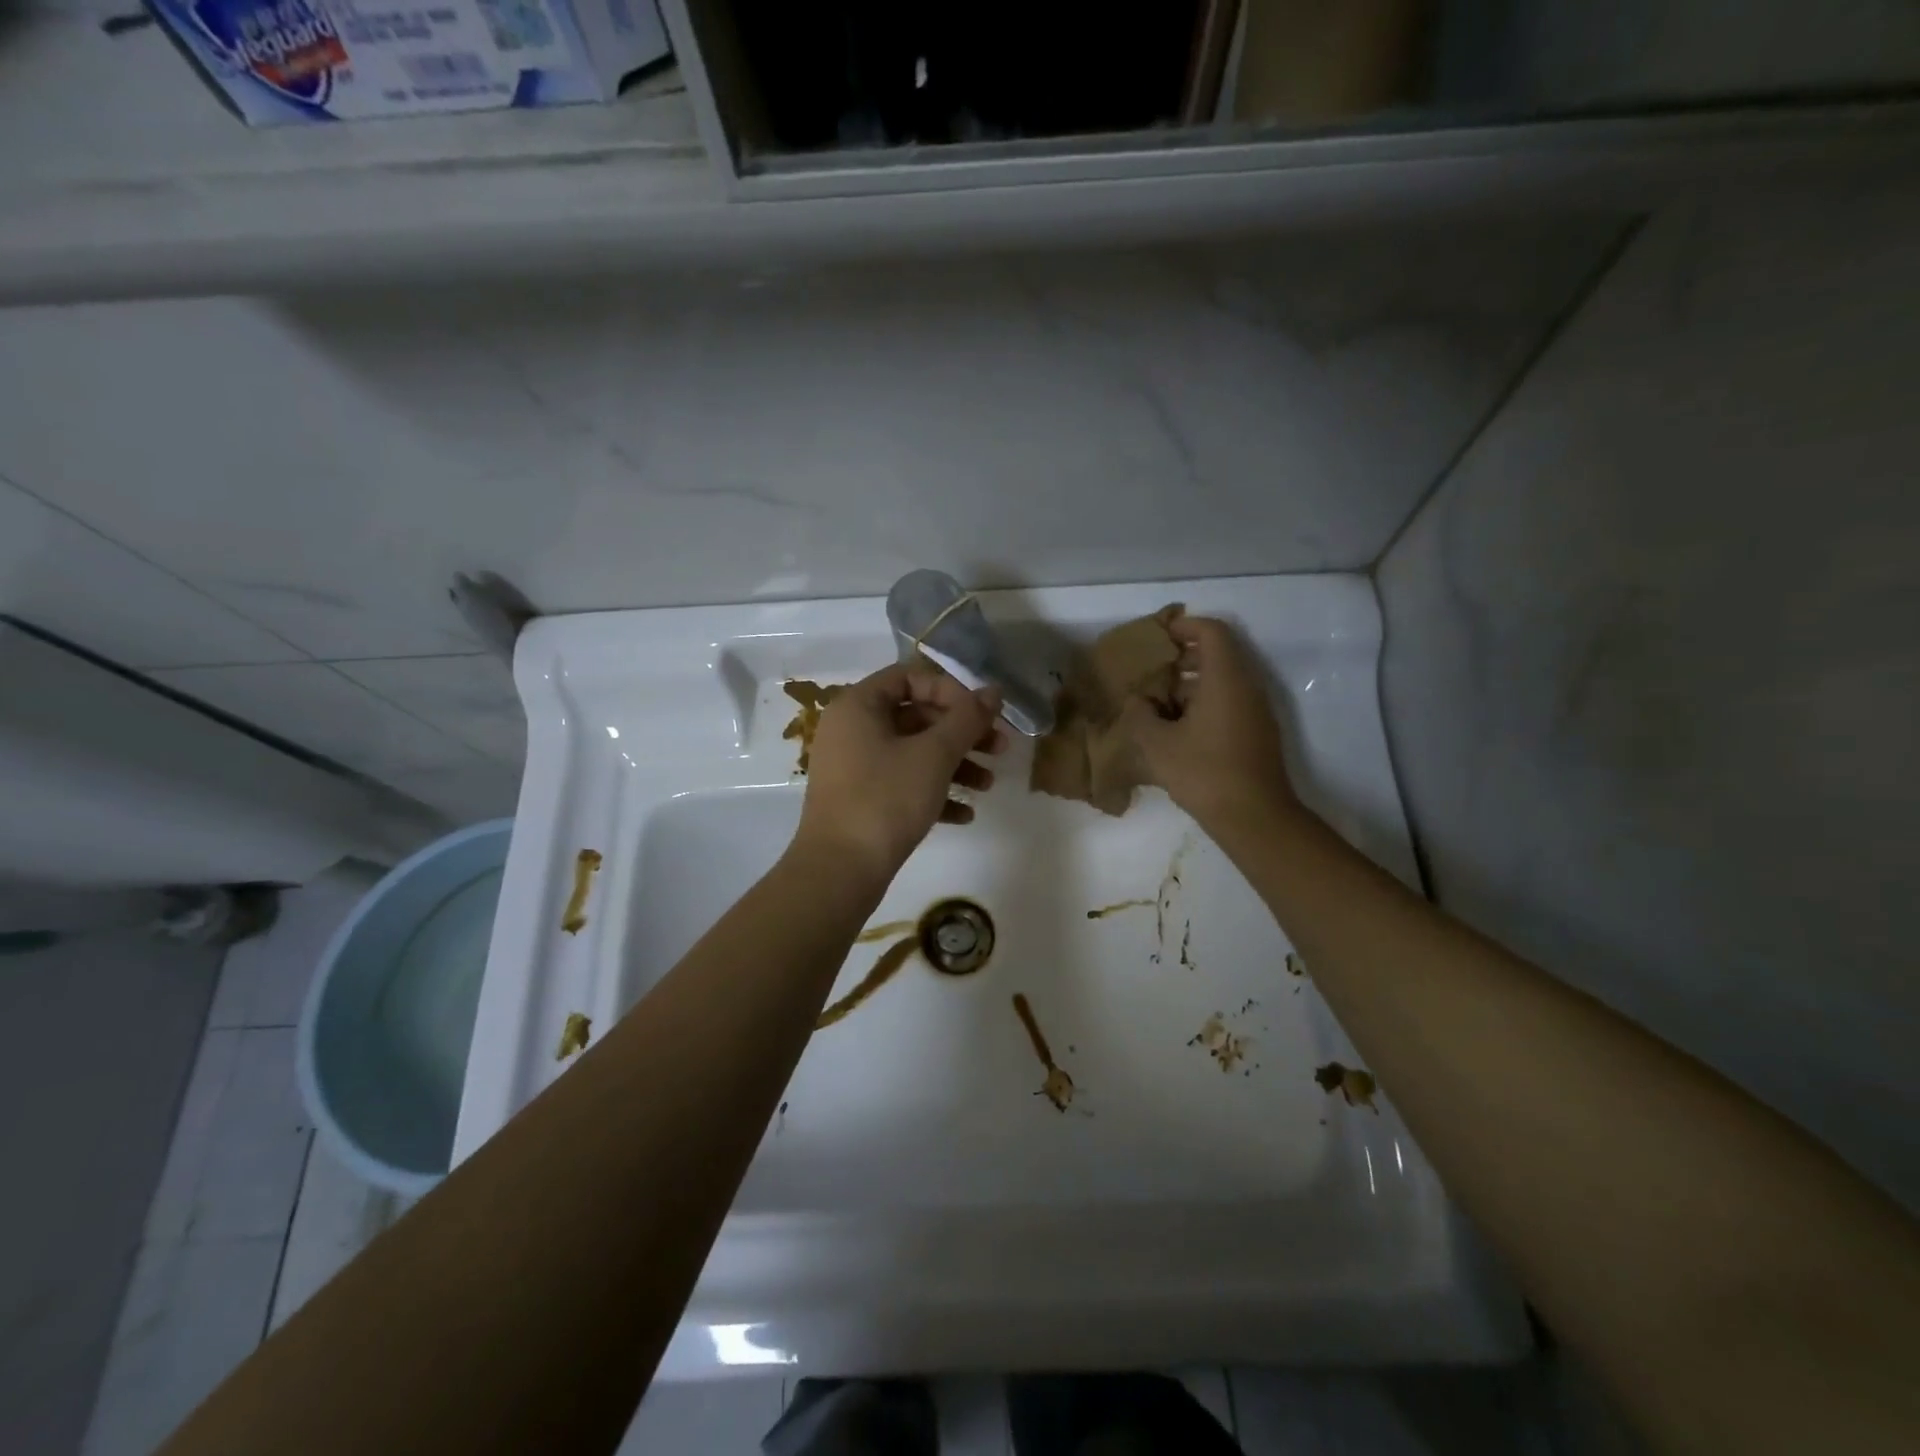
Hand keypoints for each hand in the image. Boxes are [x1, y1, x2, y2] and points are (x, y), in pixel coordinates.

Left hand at [794, 661, 1006, 881]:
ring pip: (913, 753)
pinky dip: (934, 792)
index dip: (950, 691)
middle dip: (961, 733)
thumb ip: (967, 718)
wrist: (840, 871)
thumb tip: (993, 691)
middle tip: (1000, 749)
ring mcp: (854, 767)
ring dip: (955, 765)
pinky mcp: (860, 800)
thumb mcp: (934, 755)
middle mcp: (852, 729)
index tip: (981, 714)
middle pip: (916, 716)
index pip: (910, 677)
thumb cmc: (886, 799)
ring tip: (988, 786)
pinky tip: (965, 814)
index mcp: (859, 705)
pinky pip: (902, 784)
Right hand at [1119, 614, 1298, 833]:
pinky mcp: (1257, 733)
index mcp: (1226, 679)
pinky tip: (1178, 728)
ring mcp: (1256, 711)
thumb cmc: (1204, 772)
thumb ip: (1140, 715)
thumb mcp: (1157, 744)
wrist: (1254, 817)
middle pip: (1219, 654)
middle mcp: (1247, 687)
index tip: (1159, 635)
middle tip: (1153, 669)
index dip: (1185, 626)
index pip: (1212, 632)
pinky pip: (1230, 702)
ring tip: (1158, 702)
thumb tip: (1138, 702)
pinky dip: (1204, 702)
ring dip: (1192, 683)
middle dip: (1184, 656)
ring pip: (1224, 681)